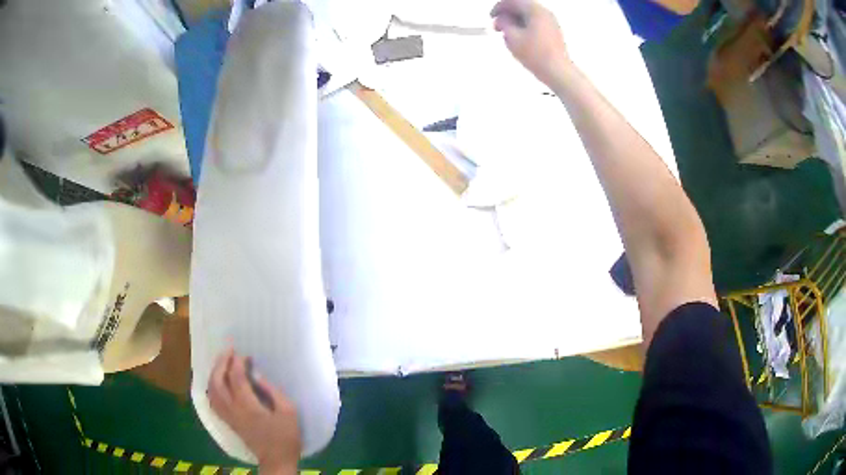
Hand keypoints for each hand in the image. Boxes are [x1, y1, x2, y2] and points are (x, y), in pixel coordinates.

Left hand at [207, 348, 301, 473]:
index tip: (244, 354)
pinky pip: (212, 401)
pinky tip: (217, 382)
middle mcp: (233, 409)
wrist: (277, 460)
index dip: (238, 362)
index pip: (236, 377)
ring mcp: (228, 416)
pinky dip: (212, 387)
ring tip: (222, 362)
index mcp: (248, 406)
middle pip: (218, 381)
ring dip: (214, 373)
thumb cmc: (286, 437)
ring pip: (211, 390)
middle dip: (221, 362)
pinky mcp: (228, 421)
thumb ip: (272, 391)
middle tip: (228, 350)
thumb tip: (257, 375)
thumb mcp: (288, 411)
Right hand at [490, 0, 571, 87]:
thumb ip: (504, 23)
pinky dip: (524, 27)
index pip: (512, 1)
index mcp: (535, 10)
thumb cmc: (538, 56)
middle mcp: (545, 13)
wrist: (557, 72)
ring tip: (507, 34)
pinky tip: (519, 38)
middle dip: (507, 15)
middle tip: (498, 25)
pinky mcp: (553, 32)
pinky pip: (535, 23)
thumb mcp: (512, 37)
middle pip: (521, 7)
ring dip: (515, 21)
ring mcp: (551, 22)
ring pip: (528, 15)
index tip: (492, 16)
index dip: (498, 8)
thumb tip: (502, 19)